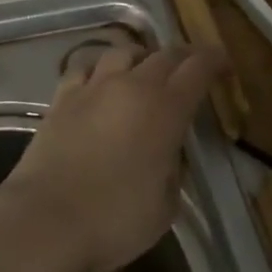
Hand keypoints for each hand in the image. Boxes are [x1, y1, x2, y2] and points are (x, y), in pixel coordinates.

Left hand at [0, 43, 225, 271]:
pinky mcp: (61, 97)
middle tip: (191, 68)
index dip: (214, 61)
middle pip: (163, 54)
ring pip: (122, 52)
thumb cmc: (115, 220)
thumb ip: (173, 169)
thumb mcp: (165, 205)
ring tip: (144, 71)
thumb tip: (168, 153)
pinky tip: (99, 82)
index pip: (197, 69)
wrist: (47, 220)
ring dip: (140, 57)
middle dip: (183, 57)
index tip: (224, 64)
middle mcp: (131, 86)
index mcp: (165, 110)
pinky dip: (99, 69)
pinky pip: (84, 67)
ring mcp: (92, 87)